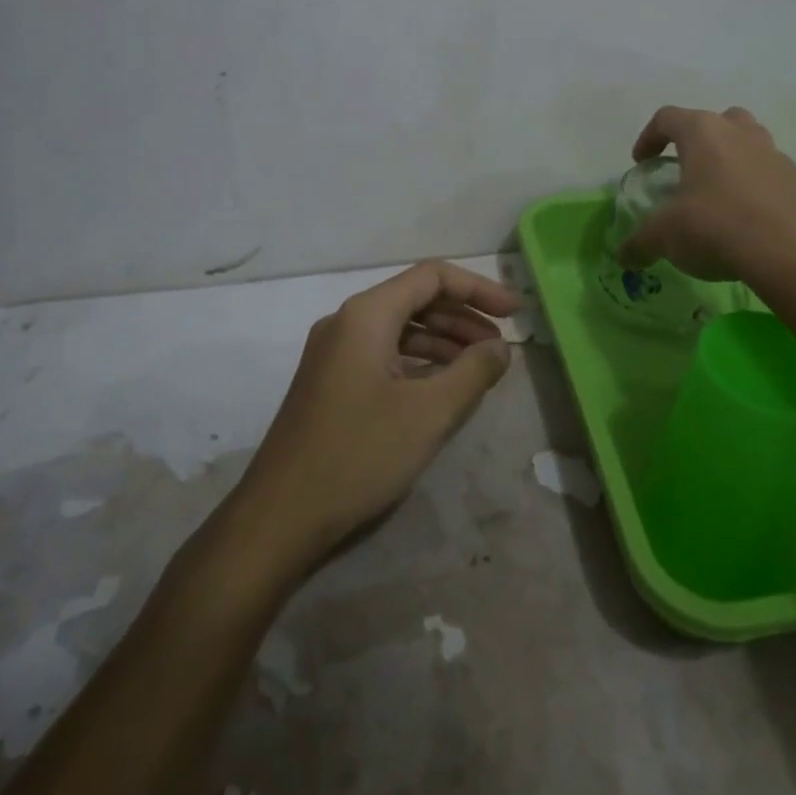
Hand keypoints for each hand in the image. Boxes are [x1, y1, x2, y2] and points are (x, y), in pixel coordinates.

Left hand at [235, 260, 521, 570]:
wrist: (279, 517)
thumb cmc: (358, 454)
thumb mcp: (429, 413)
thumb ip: (473, 371)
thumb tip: (500, 347)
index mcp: (366, 315)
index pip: (433, 277)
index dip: (479, 289)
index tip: (516, 312)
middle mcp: (347, 322)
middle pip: (416, 299)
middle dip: (463, 316)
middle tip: (501, 344)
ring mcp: (335, 352)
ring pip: (401, 328)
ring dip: (444, 340)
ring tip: (480, 366)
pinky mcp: (331, 381)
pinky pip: (384, 354)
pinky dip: (420, 361)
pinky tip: (443, 386)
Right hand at [618, 105, 795, 283]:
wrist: (790, 253)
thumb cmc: (715, 226)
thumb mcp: (664, 236)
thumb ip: (639, 242)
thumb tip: (624, 255)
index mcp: (703, 132)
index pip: (667, 118)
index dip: (648, 137)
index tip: (642, 163)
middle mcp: (740, 132)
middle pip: (714, 121)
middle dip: (697, 141)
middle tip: (685, 169)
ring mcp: (773, 154)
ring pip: (746, 143)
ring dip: (729, 160)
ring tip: (715, 193)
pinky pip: (766, 173)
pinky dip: (752, 187)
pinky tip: (743, 218)